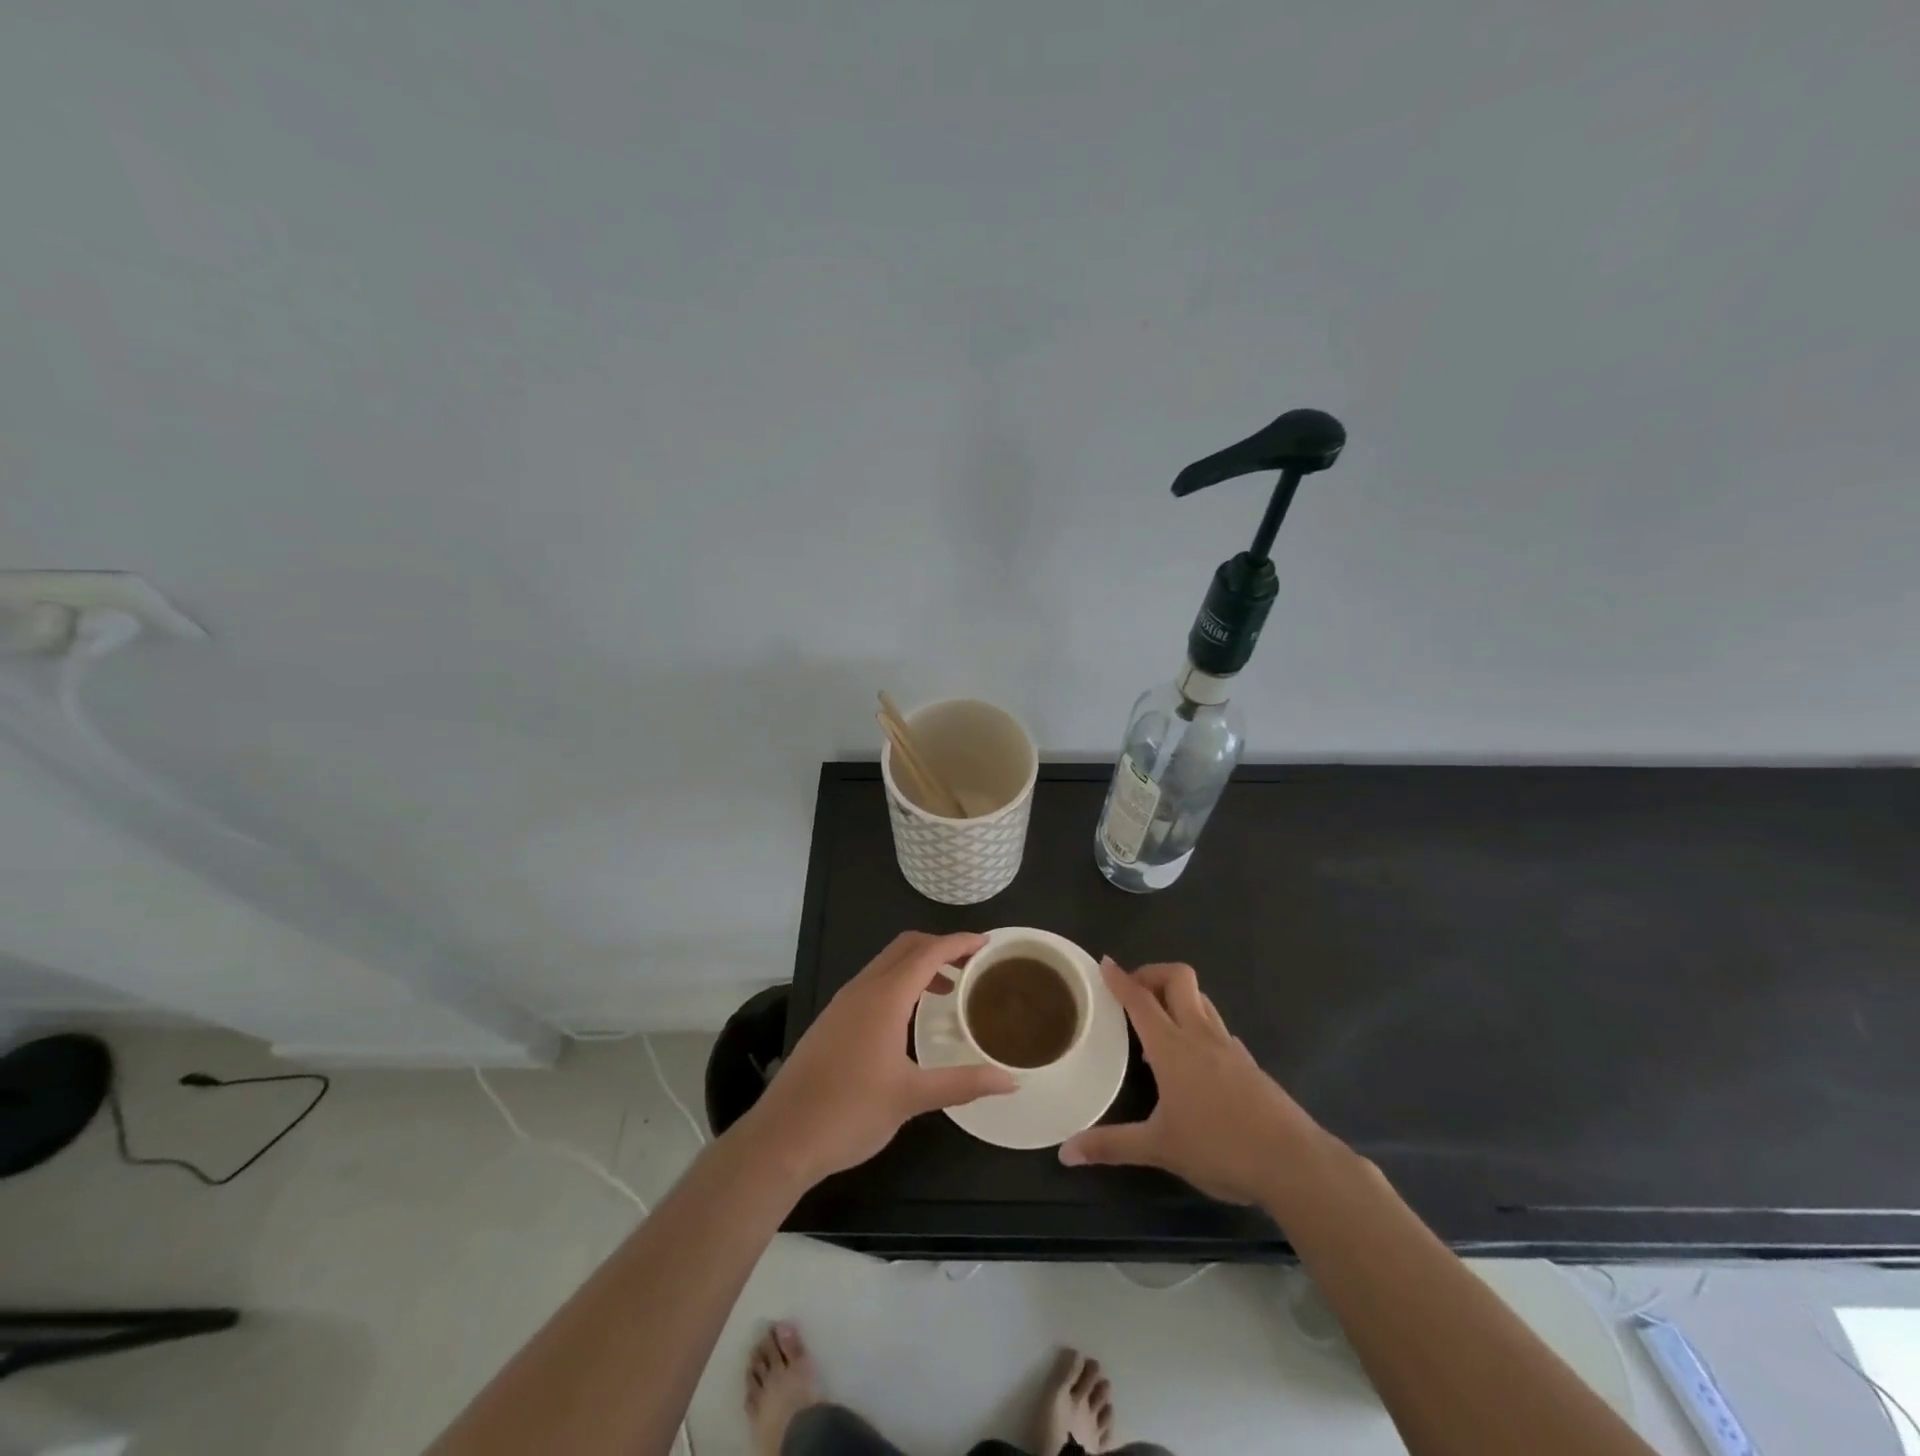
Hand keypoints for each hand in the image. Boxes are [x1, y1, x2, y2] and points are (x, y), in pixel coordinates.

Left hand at [745, 931, 1015, 1185]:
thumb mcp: (912, 1098)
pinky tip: (910, 1015)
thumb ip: (963, 1083)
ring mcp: (843, 1003)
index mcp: (884, 998)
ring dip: (918, 964)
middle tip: (972, 963)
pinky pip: (873, 982)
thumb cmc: (850, 1113)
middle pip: (905, 947)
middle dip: (940, 947)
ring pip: (886, 964)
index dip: (959, 942)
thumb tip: (1010, 1080)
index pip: (928, 952)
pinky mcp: (832, 1020)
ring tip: (948, 989)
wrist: (782, 1137)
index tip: (987, 943)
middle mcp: (862, 989)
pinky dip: (899, 981)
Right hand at [1059, 958, 1324, 1204]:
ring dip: (1177, 998)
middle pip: (1178, 978)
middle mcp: (1200, 1034)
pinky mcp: (1248, 1064)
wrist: (1293, 1162)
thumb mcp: (1159, 1148)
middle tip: (1133, 992)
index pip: (1140, 999)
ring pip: (1201, 1000)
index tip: (1105, 962)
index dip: (1120, 978)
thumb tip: (1066, 1152)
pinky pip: (1217, 1029)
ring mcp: (1229, 1046)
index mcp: (1172, 1046)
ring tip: (1158, 1026)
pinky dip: (1199, 1028)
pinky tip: (1194, 1060)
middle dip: (1152, 974)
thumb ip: (1111, 1146)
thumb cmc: (1219, 1147)